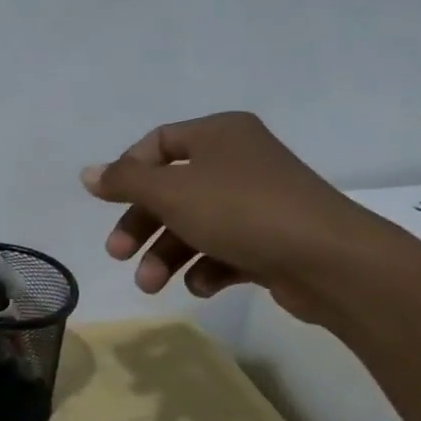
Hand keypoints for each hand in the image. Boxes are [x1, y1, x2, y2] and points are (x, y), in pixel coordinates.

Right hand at [80, 111, 392, 323]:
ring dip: (167, 254)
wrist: (333, 262)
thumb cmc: (241, 211)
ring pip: (196, 223)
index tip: (108, 201)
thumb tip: (88, 173)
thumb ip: (125, 181)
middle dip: (143, 225)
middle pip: (172, 189)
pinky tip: (200, 286)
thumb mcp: (171, 191)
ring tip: (151, 285)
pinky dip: (206, 267)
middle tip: (118, 254)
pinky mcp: (274, 239)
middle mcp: (240, 161)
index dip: (127, 171)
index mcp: (219, 134)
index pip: (158, 142)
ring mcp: (259, 202)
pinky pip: (226, 248)